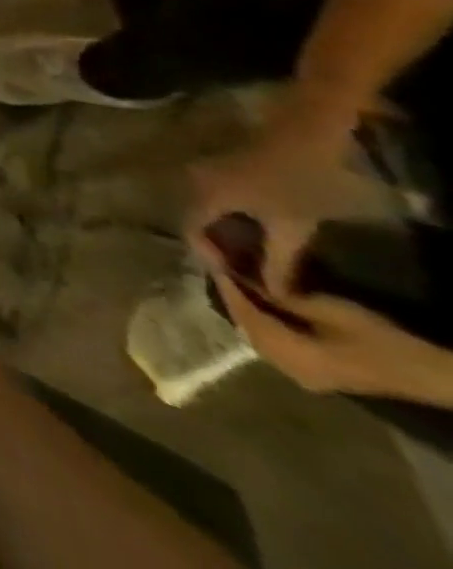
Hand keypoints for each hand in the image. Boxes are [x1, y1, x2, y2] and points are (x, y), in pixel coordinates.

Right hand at [188, 121, 366, 293]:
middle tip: (249, 273)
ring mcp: (209, 172)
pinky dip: (235, 220)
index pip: (192, 233)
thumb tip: (272, 293)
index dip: (213, 261)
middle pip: (198, 220)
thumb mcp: (294, 225)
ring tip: (258, 257)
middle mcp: (195, 182)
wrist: (310, 130)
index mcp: (204, 196)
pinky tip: (262, 233)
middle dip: (221, 248)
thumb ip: (279, 260)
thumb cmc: (300, 180)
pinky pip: (220, 200)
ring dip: (229, 234)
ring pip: (209, 210)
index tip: (240, 283)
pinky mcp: (225, 169)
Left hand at [212, 274, 452, 404]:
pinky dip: (261, 324)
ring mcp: (303, 377)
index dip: (226, 287)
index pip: (245, 316)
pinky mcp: (315, 375)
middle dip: (230, 297)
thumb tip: (245, 280)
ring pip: (257, 338)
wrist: (428, 373)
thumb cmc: (377, 338)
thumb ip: (280, 298)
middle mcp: (290, 371)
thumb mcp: (324, 309)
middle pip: (246, 328)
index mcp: (291, 356)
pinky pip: (274, 346)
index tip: (210, 260)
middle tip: (218, 267)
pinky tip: (257, 305)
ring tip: (232, 280)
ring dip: (244, 310)